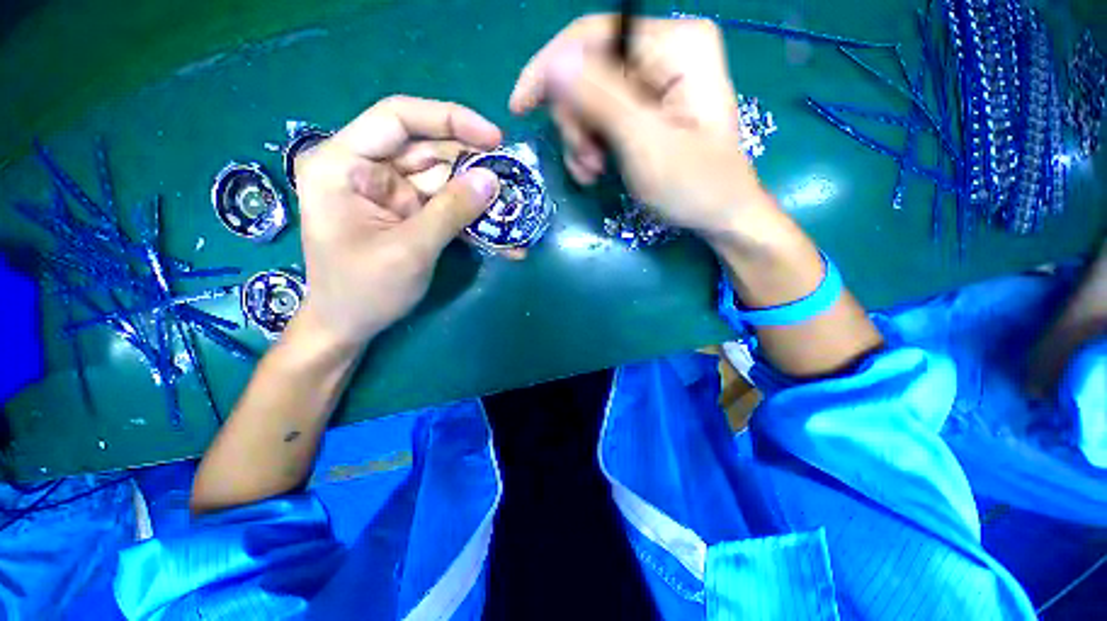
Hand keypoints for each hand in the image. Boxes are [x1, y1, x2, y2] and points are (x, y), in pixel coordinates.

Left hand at [293, 96, 501, 347]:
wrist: (349, 326)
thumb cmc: (363, 291)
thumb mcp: (409, 250)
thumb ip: (451, 212)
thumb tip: (493, 179)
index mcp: (344, 164)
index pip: (398, 118)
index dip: (449, 119)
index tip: (494, 138)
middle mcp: (367, 169)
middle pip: (428, 148)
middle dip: (473, 164)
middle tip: (514, 178)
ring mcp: (392, 193)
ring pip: (444, 178)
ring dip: (479, 194)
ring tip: (514, 207)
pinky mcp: (410, 214)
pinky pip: (446, 205)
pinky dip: (473, 218)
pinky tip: (501, 234)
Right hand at [510, 15, 772, 242]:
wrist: (719, 214)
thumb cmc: (693, 185)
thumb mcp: (646, 144)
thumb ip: (602, 100)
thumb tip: (555, 63)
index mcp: (676, 45)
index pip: (594, 35)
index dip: (550, 68)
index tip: (521, 107)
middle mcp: (664, 51)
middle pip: (587, 70)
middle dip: (576, 121)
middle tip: (587, 162)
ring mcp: (654, 80)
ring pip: (588, 98)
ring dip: (582, 140)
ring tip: (593, 173)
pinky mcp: (645, 107)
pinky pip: (600, 117)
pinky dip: (591, 146)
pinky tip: (596, 170)